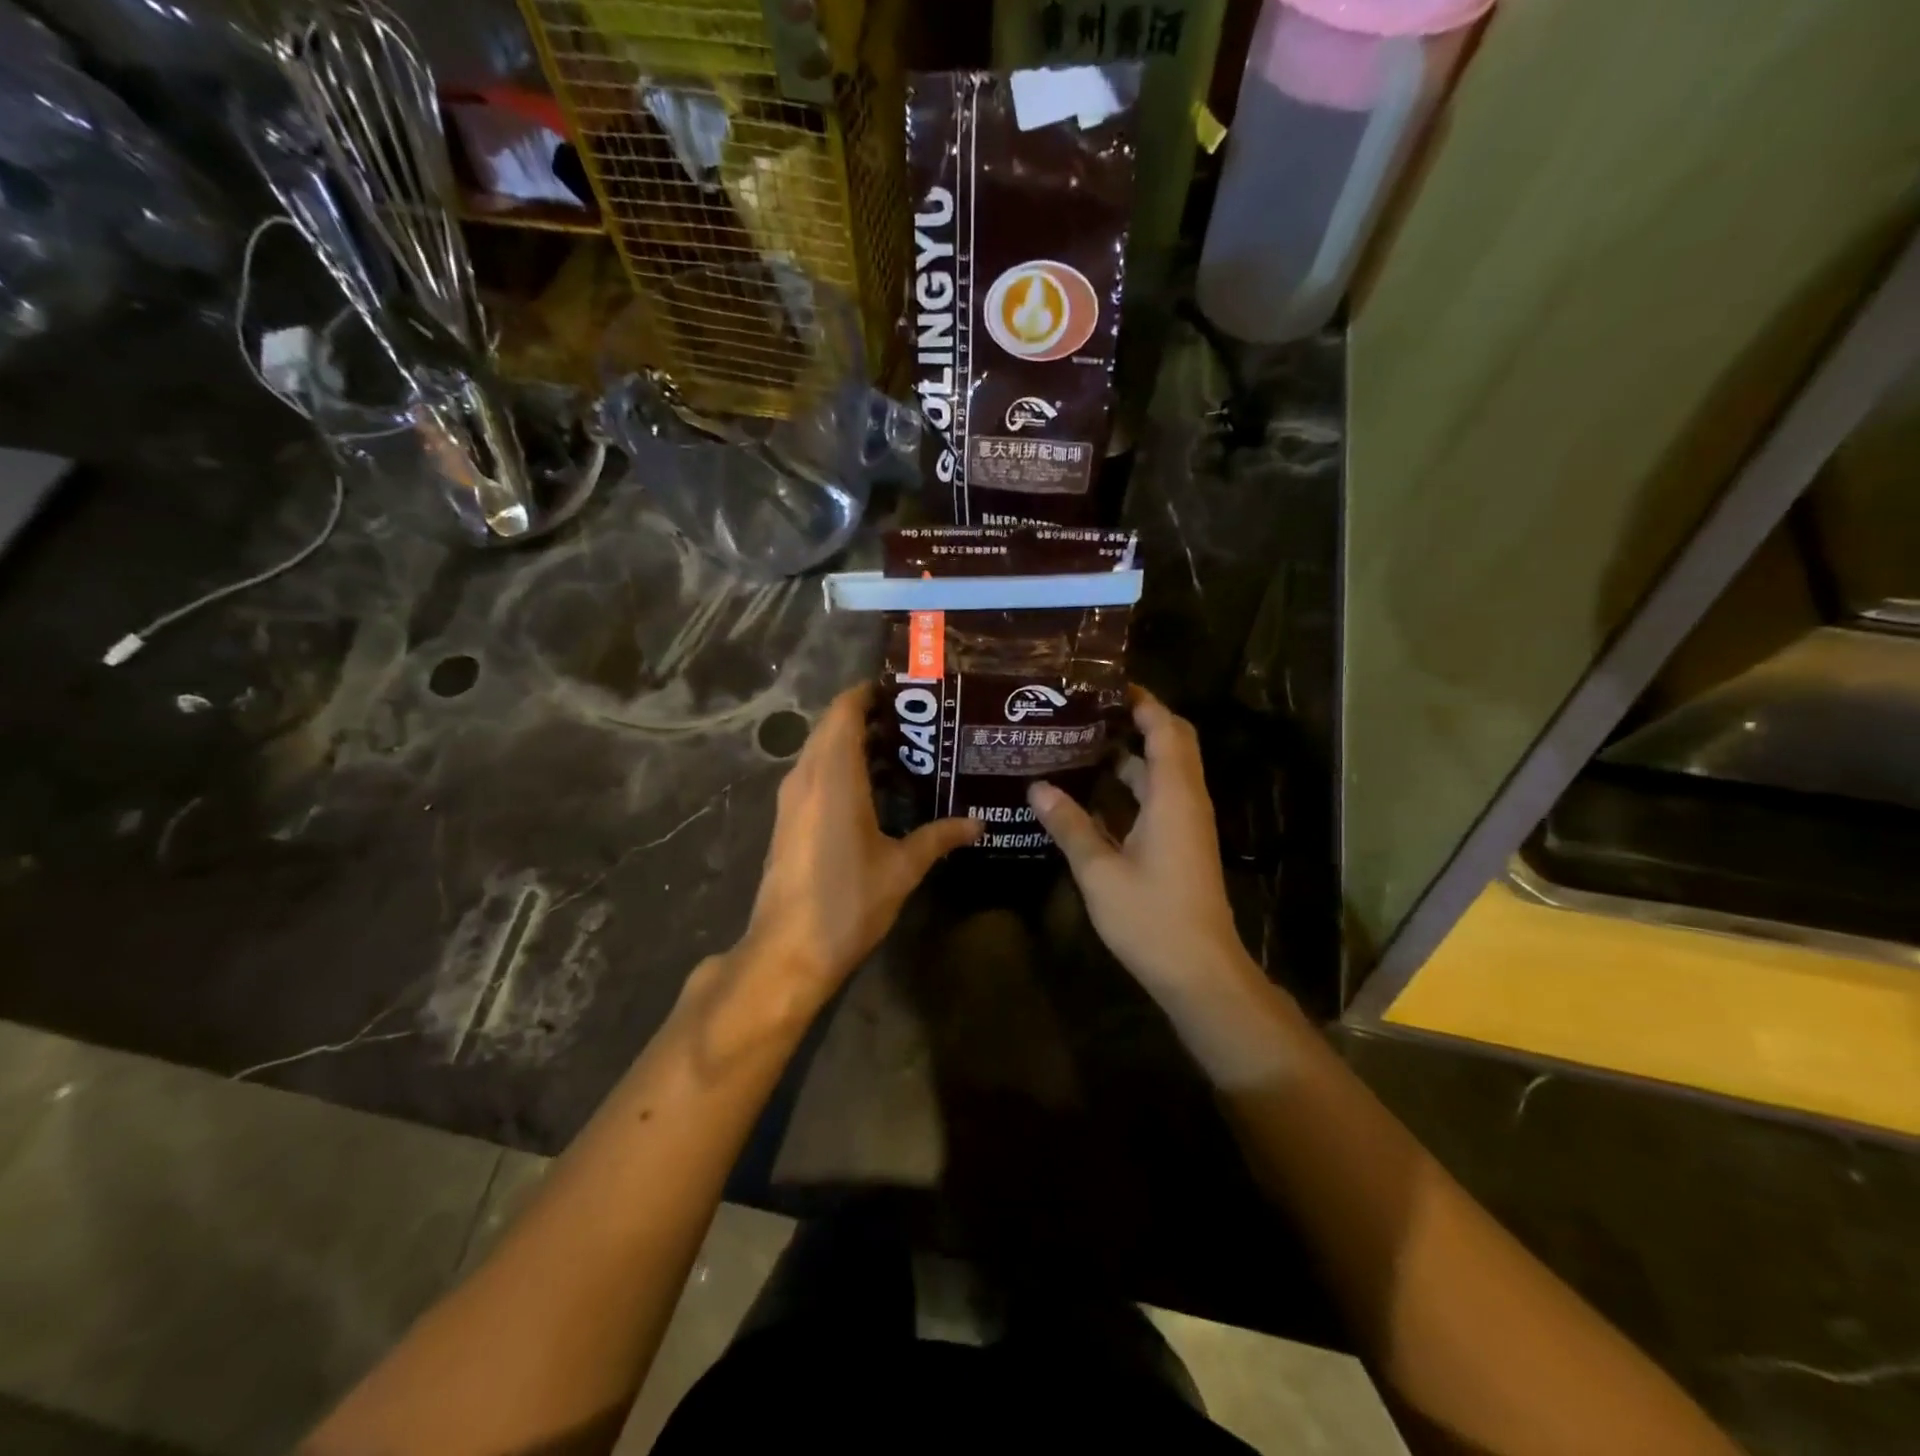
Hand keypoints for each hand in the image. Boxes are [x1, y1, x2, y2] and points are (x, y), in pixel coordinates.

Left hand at [738, 684, 978, 993]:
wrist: (787, 951)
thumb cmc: (847, 902)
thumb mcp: (901, 868)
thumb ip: (939, 838)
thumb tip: (978, 824)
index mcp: (833, 776)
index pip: (844, 710)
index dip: (869, 693)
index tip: (905, 692)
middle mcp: (806, 777)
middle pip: (832, 727)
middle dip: (869, 717)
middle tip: (916, 723)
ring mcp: (791, 799)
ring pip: (820, 751)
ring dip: (854, 744)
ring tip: (904, 752)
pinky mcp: (787, 821)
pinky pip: (814, 775)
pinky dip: (841, 768)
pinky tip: (875, 790)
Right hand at [1027, 689, 1256, 1007]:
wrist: (1200, 971)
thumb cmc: (1152, 918)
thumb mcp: (1100, 871)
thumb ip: (1070, 825)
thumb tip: (1037, 787)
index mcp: (1173, 797)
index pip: (1165, 729)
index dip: (1142, 701)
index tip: (1105, 684)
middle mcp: (1185, 801)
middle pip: (1170, 743)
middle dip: (1135, 721)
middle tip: (1087, 711)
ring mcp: (1185, 824)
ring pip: (1161, 772)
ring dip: (1128, 755)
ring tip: (1078, 744)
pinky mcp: (1180, 844)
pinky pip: (1157, 799)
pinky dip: (1129, 787)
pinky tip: (1089, 794)